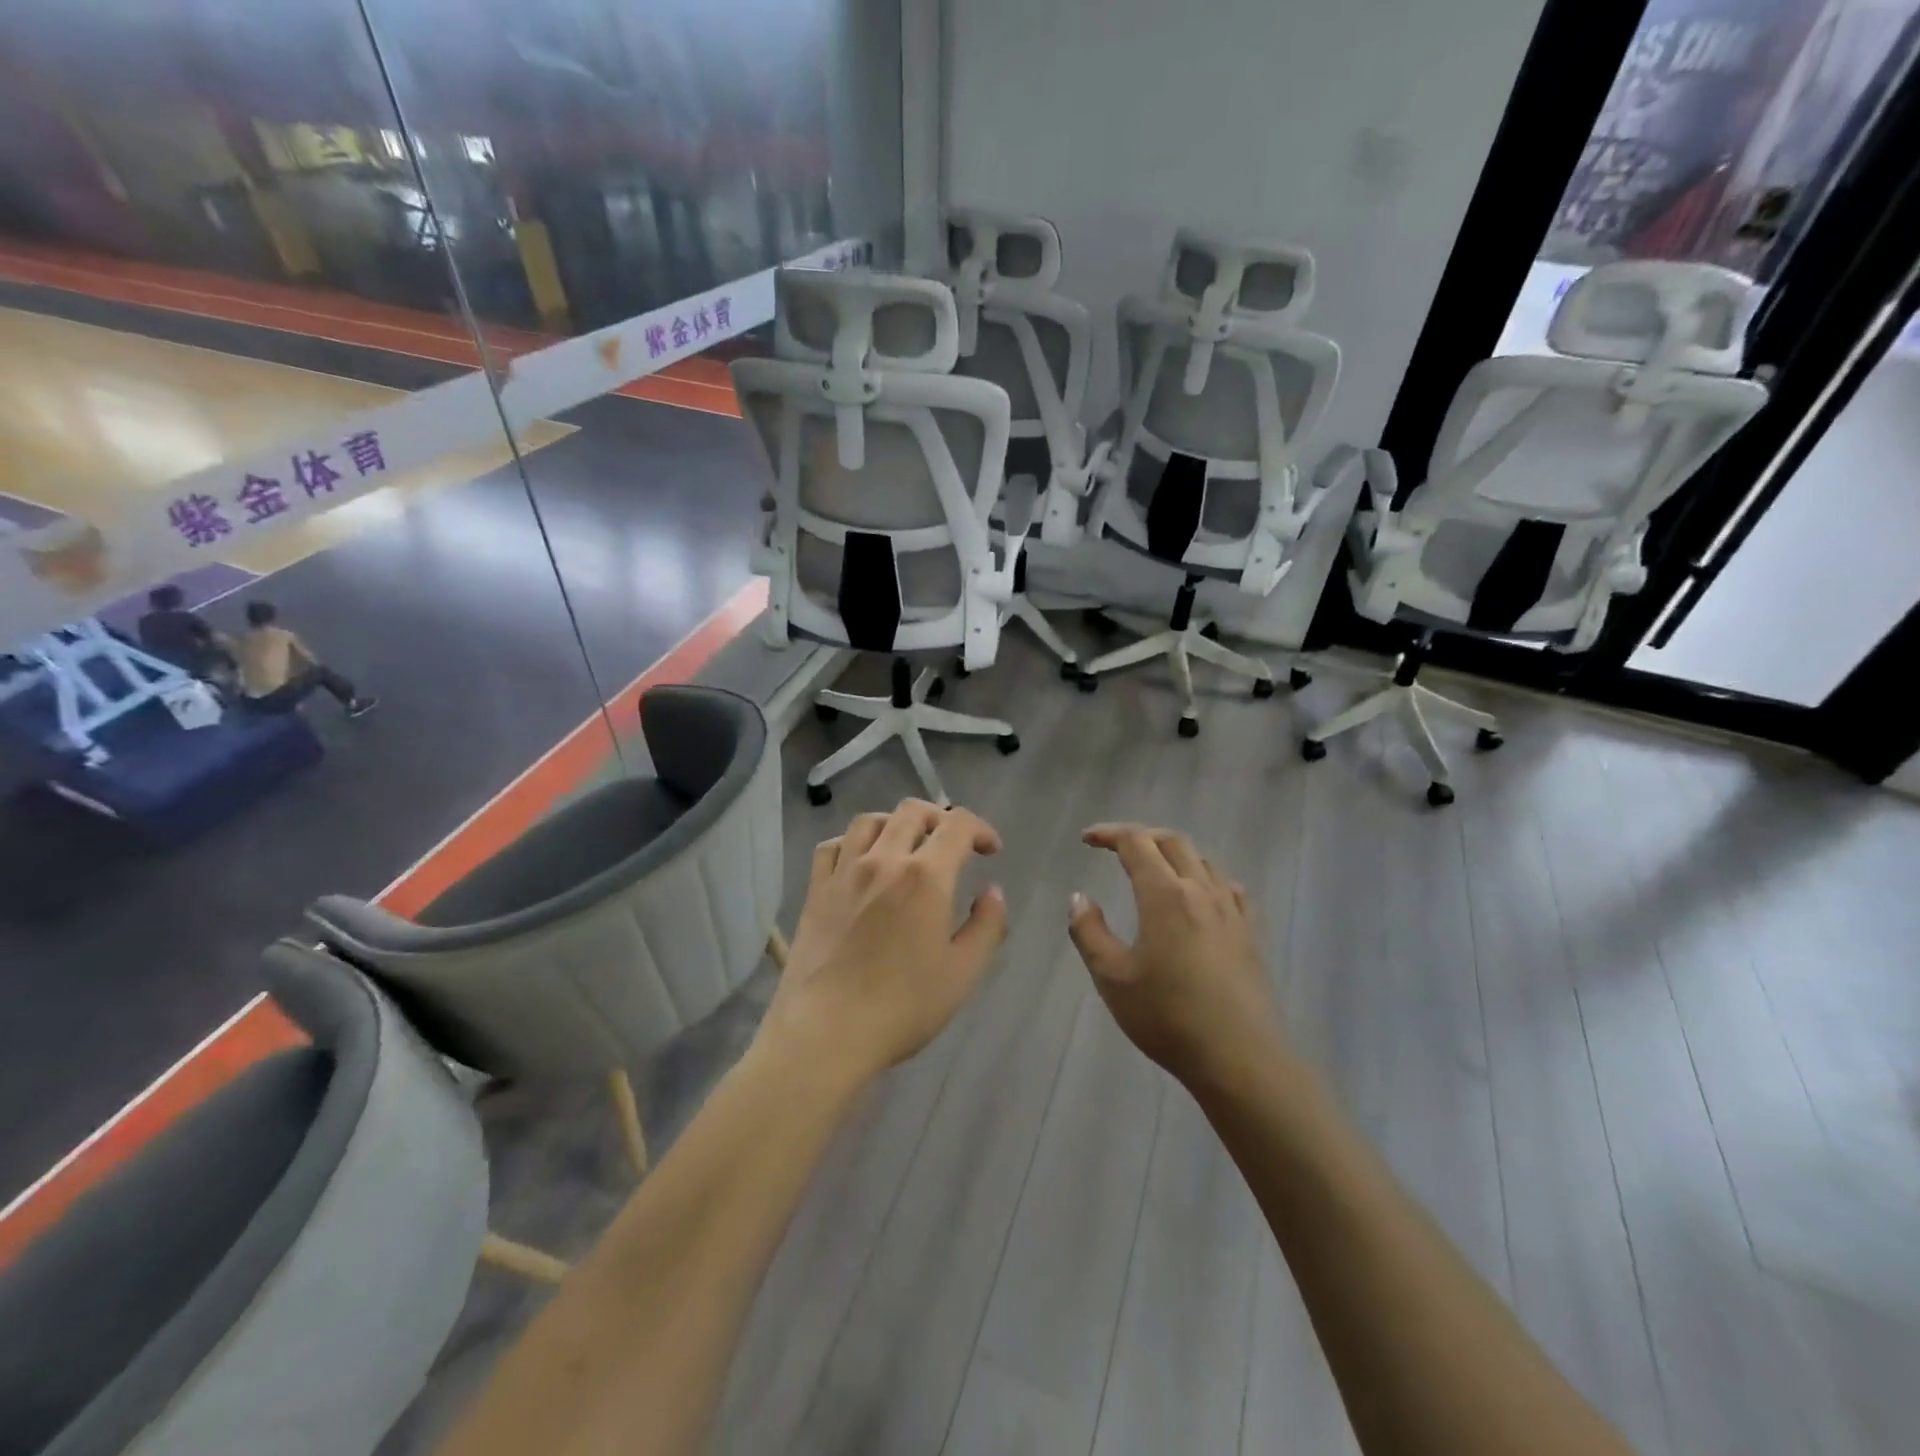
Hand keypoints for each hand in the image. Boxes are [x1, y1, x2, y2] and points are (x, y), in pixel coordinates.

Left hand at [764, 800, 1008, 1084]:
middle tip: (954, 844)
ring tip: (908, 845)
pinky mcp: (816, 890)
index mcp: (925, 876)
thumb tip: (992, 892)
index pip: (957, 825)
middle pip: (913, 811)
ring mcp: (844, 872)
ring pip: (870, 821)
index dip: (981, 829)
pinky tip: (861, 861)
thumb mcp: (962, 973)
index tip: (991, 851)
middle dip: (941, 818)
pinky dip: (853, 842)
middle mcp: (883, 860)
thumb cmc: (902, 1006)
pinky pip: (833, 846)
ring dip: (897, 823)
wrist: (826, 1032)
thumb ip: (987, 926)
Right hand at [1068, 823, 1281, 1084]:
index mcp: (1165, 895)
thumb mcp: (1112, 978)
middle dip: (1141, 836)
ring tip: (1153, 867)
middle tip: (1114, 847)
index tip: (1087, 839)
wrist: (1239, 1058)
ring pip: (1202, 861)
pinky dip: (1205, 877)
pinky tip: (1200, 895)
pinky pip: (1228, 887)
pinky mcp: (1249, 933)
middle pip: (1172, 842)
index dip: (1109, 834)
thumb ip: (1089, 932)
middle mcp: (1200, 891)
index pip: (1136, 843)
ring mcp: (1231, 911)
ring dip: (1173, 854)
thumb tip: (1079, 898)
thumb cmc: (1167, 1017)